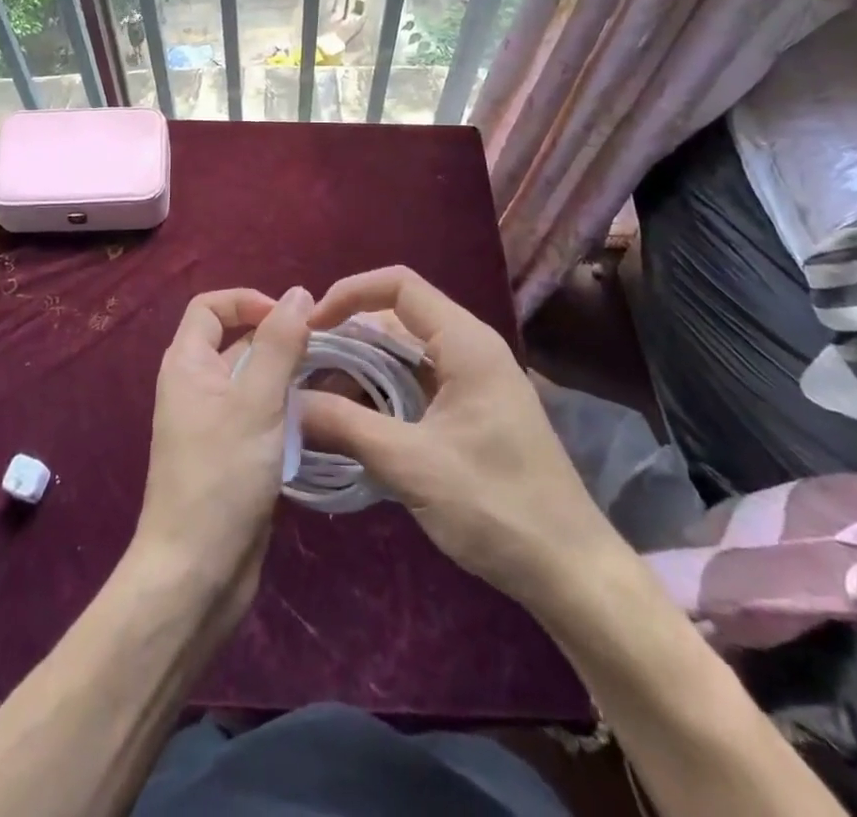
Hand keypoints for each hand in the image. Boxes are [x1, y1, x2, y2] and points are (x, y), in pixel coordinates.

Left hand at [129, 286, 312, 633]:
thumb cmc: (221, 477)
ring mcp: (215, 423)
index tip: (291, 318)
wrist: (196, 575)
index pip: (211, 306)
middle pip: (237, 340)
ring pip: (255, 380)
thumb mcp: (255, 402)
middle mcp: (197, 386)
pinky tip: (322, 419)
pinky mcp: (234, 455)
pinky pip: (262, 416)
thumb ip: (278, 344)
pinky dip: (288, 411)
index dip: (248, 301)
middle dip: (279, 339)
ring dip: (289, 377)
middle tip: (327, 350)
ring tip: (334, 381)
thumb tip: (299, 293)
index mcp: (188, 364)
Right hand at [298, 267, 625, 611]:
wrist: (570, 572)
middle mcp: (470, 349)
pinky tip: (352, 423)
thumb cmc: (496, 506)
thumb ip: (345, 425)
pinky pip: (416, 384)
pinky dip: (381, 394)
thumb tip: (286, 402)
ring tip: (317, 398)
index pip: (399, 285)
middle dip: (348, 337)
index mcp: (465, 343)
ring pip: (404, 354)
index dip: (349, 294)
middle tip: (304, 368)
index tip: (311, 327)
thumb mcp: (412, 464)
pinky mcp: (471, 412)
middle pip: (397, 318)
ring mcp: (473, 381)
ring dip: (361, 370)